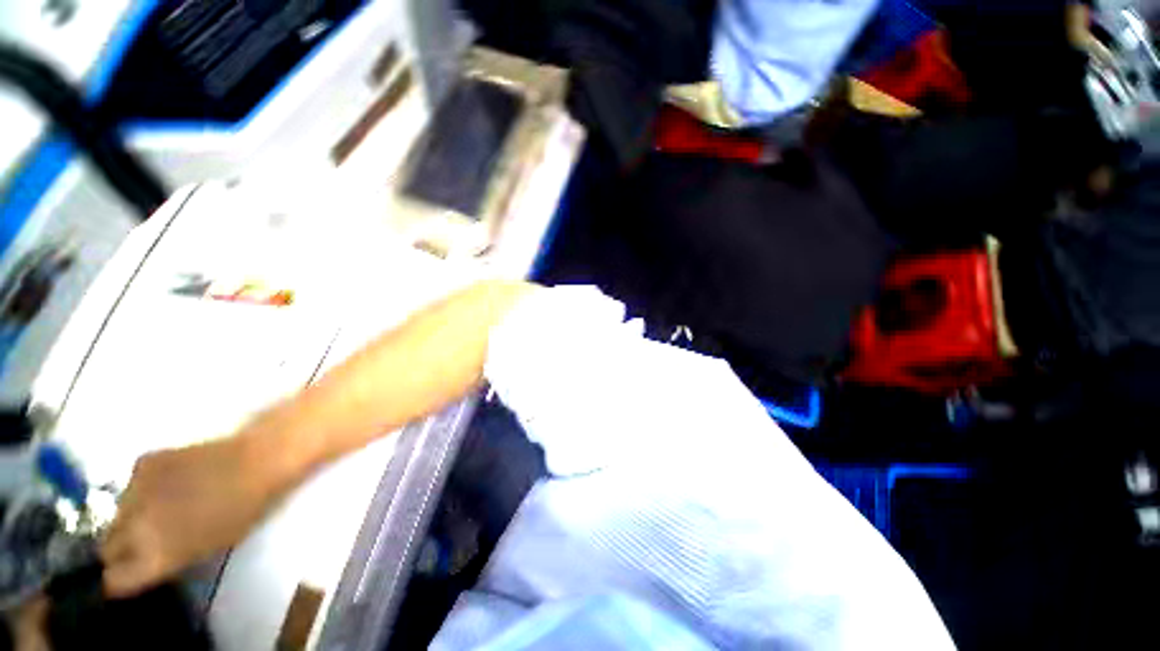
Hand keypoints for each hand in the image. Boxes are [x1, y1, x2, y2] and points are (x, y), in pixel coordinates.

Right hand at [100, 433, 290, 597]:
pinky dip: (144, 487)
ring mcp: (132, 491)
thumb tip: (143, 564)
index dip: (121, 578)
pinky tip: (172, 480)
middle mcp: (132, 529)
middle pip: (108, 547)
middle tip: (145, 540)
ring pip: (116, 514)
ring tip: (162, 507)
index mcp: (152, 557)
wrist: (258, 461)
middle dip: (121, 548)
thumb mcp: (204, 549)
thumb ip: (166, 559)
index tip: (129, 574)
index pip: (114, 581)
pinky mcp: (141, 461)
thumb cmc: (244, 510)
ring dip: (130, 516)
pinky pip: (131, 483)